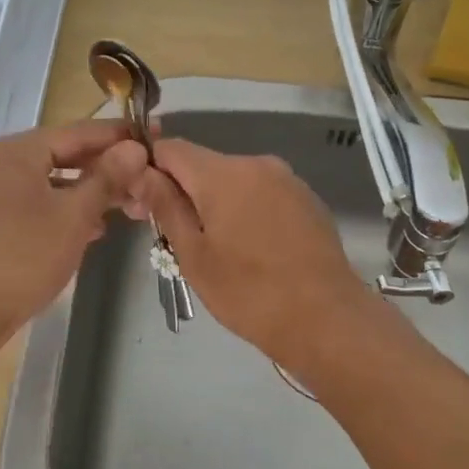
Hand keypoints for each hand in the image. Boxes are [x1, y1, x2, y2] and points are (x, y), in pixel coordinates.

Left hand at [0, 119, 149, 346]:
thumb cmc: (18, 258)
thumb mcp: (72, 216)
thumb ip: (105, 178)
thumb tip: (134, 147)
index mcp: (19, 151)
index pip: (81, 131)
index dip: (121, 135)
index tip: (158, 137)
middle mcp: (3, 164)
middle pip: (66, 155)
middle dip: (109, 168)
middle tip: (149, 181)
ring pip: (54, 183)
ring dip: (92, 193)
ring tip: (131, 207)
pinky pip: (40, 206)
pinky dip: (68, 212)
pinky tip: (93, 230)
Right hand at [136, 138, 382, 376]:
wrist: (327, 319)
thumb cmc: (249, 292)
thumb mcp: (194, 255)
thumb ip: (166, 206)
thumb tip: (141, 173)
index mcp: (223, 173)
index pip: (170, 149)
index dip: (150, 171)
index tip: (146, 208)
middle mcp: (256, 163)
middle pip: (204, 164)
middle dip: (185, 191)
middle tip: (179, 239)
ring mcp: (287, 179)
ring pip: (234, 179)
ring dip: (217, 202)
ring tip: (220, 249)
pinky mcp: (307, 198)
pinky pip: (262, 192)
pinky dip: (247, 209)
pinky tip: (253, 248)